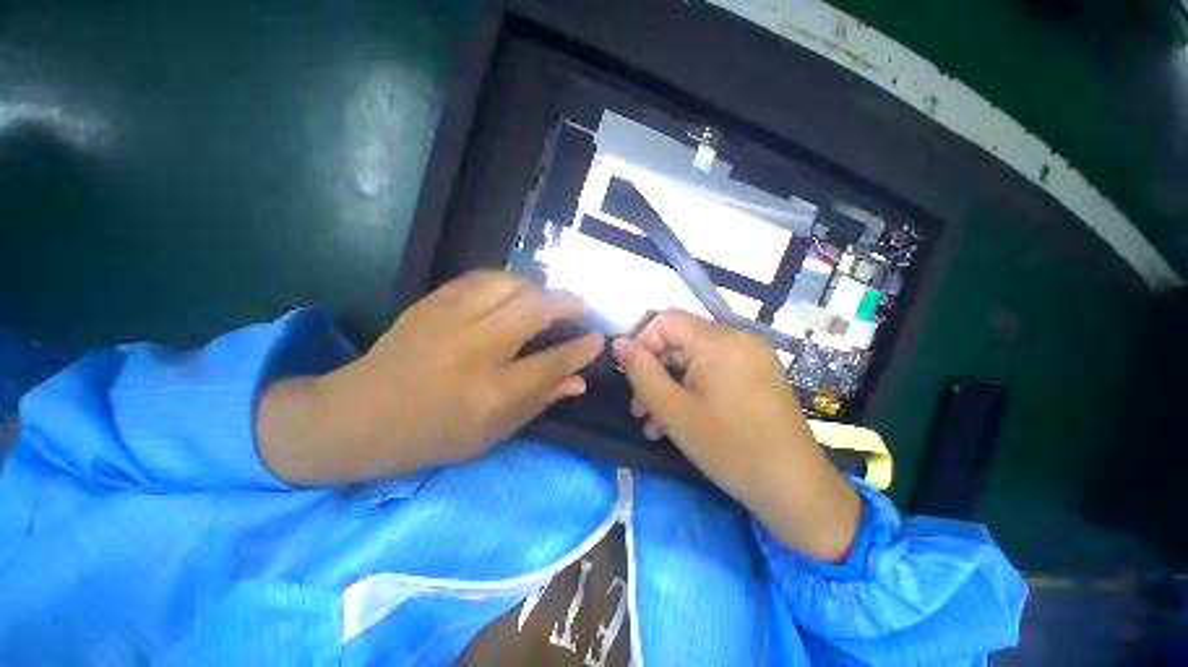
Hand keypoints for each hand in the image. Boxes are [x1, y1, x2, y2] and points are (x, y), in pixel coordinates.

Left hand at [257, 271, 603, 484]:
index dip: (583, 348)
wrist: (358, 416)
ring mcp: (449, 321)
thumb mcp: (492, 434)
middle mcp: (474, 351)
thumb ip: (540, 401)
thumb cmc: (432, 435)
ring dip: (538, 288)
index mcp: (491, 393)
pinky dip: (507, 281)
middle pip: (534, 310)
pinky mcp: (431, 303)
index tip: (598, 339)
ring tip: (546, 299)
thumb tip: (579, 381)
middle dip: (567, 303)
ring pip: (510, 285)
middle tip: (580, 307)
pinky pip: (481, 278)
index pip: (553, 362)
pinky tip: (514, 292)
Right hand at [612, 311, 859, 562]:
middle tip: (638, 410)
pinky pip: (712, 372)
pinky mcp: (755, 375)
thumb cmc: (730, 449)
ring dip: (669, 387)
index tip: (630, 378)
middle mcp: (738, 338)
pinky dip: (691, 391)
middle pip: (679, 342)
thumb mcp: (673, 411)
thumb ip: (641, 372)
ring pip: (693, 361)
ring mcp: (750, 357)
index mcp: (720, 340)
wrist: (795, 490)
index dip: (641, 344)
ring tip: (653, 425)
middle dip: (653, 374)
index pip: (665, 321)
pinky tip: (677, 422)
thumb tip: (618, 343)